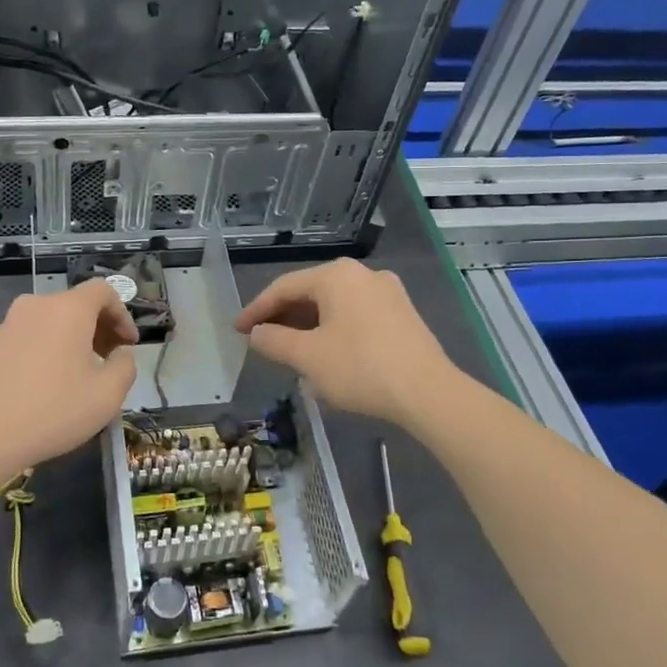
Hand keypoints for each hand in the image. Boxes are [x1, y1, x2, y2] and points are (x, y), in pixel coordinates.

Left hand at [0, 280, 138, 475]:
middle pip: (77, 304)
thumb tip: (120, 354)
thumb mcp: (107, 395)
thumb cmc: (53, 411)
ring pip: (52, 320)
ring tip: (80, 375)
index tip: (128, 345)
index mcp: (68, 309)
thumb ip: (125, 366)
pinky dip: (48, 348)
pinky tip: (48, 384)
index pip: (103, 290)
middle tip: (110, 360)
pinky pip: (31, 336)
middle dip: (100, 327)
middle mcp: (37, 305)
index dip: (123, 314)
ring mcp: (9, 323)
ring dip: (73, 339)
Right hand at [235, 258, 456, 425]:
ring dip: (308, 324)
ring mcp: (387, 292)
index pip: (284, 287)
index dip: (257, 309)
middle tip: (261, 339)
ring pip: (335, 304)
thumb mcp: (308, 357)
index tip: (237, 329)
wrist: (428, 392)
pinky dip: (334, 328)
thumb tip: (256, 333)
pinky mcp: (403, 314)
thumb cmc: (360, 368)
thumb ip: (274, 341)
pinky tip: (326, 351)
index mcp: (336, 275)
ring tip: (290, 348)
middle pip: (311, 292)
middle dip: (283, 316)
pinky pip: (356, 314)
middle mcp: (362, 274)